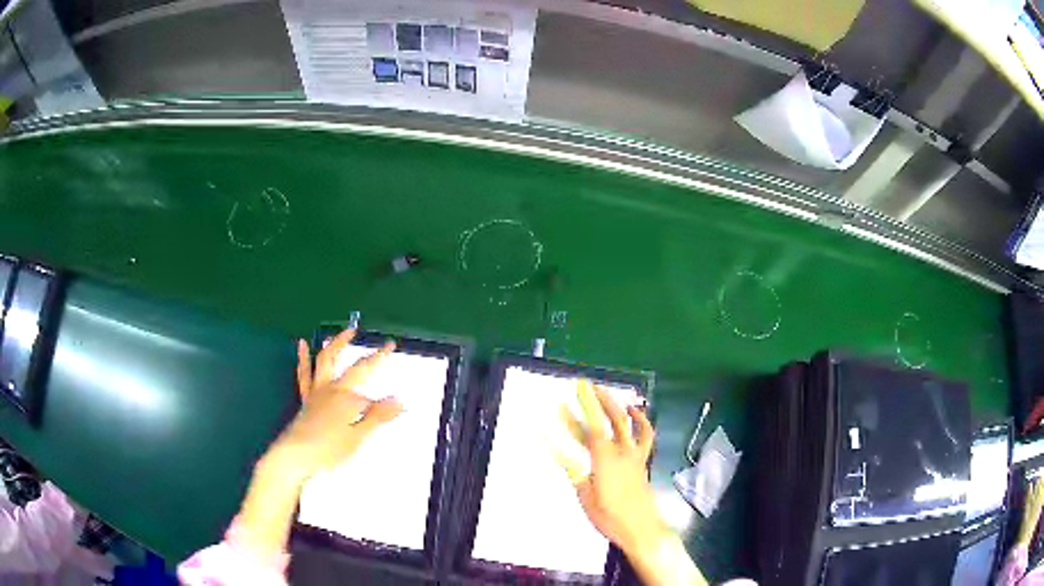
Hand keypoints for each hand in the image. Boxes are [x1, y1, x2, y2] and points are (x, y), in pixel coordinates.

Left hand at [236, 328, 402, 559]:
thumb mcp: (357, 438)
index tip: (402, 406)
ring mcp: (317, 392)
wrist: (294, 454)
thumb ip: (377, 418)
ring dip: (337, 344)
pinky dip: (304, 358)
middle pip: (353, 368)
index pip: (373, 398)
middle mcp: (333, 390)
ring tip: (346, 331)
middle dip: (371, 358)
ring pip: (326, 361)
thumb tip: (399, 401)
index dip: (388, 401)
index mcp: (347, 400)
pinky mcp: (305, 398)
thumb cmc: (327, 450)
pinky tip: (302, 345)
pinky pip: (304, 374)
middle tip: (383, 346)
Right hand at [561, 380, 665, 553]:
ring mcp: (635, 455)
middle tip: (584, 386)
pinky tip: (635, 412)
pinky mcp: (642, 461)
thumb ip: (574, 472)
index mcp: (605, 460)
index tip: (563, 401)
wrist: (640, 528)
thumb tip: (558, 452)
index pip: (591, 429)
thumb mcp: (585, 497)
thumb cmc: (610, 516)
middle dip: (597, 400)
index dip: (576, 414)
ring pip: (628, 423)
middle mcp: (622, 452)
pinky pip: (645, 436)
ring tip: (605, 393)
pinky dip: (642, 421)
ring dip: (616, 405)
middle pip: (611, 418)